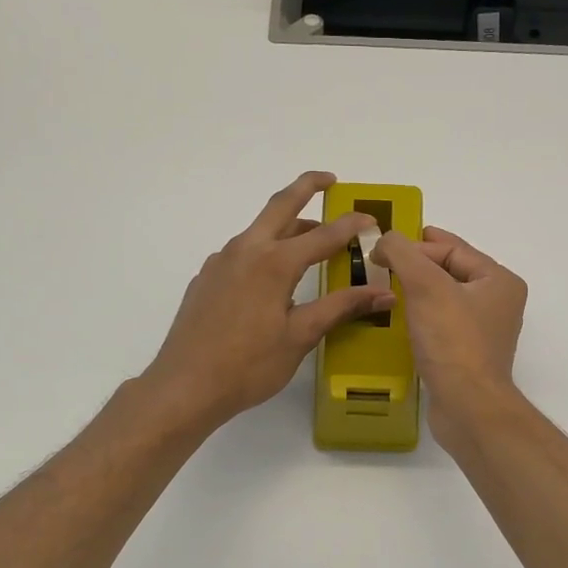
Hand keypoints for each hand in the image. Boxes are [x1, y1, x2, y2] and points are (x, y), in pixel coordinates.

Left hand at [142, 172, 393, 429]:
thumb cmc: (248, 365)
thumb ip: (341, 308)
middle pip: (280, 205)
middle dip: (306, 187)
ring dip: (287, 225)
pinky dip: (266, 250)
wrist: (184, 386)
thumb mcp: (301, 336)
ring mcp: (221, 263)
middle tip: (329, 180)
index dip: (351, 226)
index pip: (323, 235)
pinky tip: (273, 278)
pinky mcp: (207, 279)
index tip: (372, 220)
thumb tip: (383, 294)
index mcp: (274, 263)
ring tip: (311, 239)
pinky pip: (243, 252)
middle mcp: (246, 251)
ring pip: (259, 230)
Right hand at [371, 226, 527, 435]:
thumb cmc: (453, 342)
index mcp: (499, 281)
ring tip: (386, 287)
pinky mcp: (468, 356)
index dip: (416, 245)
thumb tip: (384, 241)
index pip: (454, 248)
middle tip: (382, 263)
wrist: (468, 407)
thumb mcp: (426, 286)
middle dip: (417, 265)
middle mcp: (498, 303)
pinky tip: (400, 320)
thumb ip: (403, 253)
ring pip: (446, 298)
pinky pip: (442, 324)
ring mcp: (484, 332)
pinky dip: (421, 317)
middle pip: (451, 271)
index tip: (381, 248)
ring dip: (417, 291)